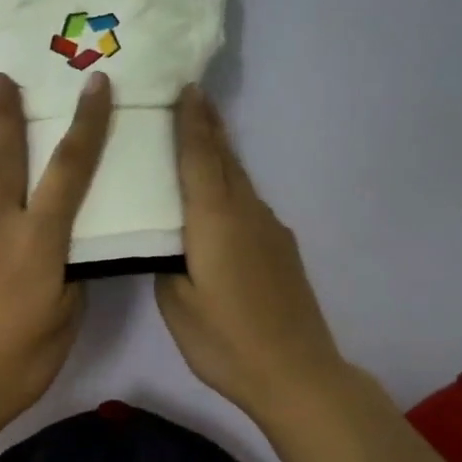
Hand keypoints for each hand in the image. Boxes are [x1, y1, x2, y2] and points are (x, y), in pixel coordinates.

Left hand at [0, 70, 112, 443]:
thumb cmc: (18, 361)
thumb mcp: (65, 321)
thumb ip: (70, 279)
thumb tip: (69, 257)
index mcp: (39, 241)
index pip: (70, 171)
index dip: (86, 125)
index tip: (95, 85)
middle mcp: (3, 227)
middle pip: (8, 158)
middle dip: (9, 114)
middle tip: (2, 75)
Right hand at [155, 86, 349, 424]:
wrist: (296, 372)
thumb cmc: (226, 340)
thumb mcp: (177, 304)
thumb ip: (166, 263)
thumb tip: (168, 243)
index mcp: (215, 220)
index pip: (199, 158)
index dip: (191, 122)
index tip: (187, 88)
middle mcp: (247, 213)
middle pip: (226, 160)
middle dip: (209, 127)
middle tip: (194, 97)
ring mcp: (271, 230)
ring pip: (241, 181)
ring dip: (221, 156)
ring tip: (201, 140)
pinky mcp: (283, 250)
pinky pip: (251, 205)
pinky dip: (232, 189)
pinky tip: (222, 202)